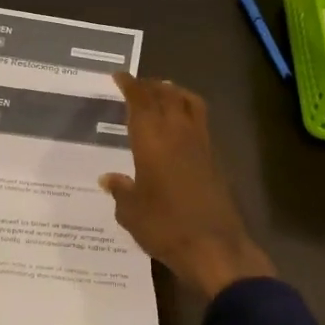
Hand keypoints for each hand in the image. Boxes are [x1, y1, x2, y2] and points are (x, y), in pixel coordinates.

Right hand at [99, 73, 274, 297]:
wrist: (213, 247)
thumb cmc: (164, 227)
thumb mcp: (131, 212)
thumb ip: (120, 190)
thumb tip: (109, 178)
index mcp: (152, 140)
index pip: (140, 101)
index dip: (130, 85)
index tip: (119, 77)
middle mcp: (178, 133)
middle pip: (166, 96)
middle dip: (150, 86)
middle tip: (137, 84)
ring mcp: (201, 144)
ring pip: (189, 103)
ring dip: (174, 93)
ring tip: (163, 93)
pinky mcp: (216, 159)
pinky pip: (201, 122)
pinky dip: (189, 112)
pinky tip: (181, 126)